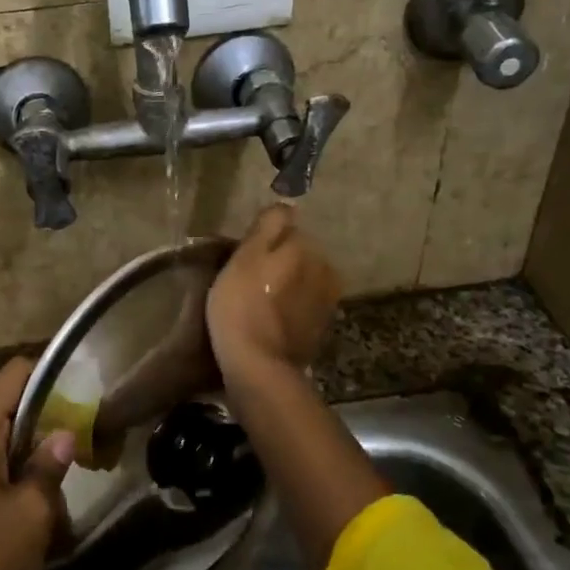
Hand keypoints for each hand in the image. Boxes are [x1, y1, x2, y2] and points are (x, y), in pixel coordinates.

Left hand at [0, 357, 73, 569]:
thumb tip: (64, 433)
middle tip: (90, 432)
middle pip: (12, 404)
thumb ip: (50, 464)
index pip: (14, 374)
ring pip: (8, 438)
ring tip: (75, 472)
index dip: (51, 372)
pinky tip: (48, 504)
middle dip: (51, 416)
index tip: (86, 389)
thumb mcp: (31, 512)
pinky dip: (24, 475)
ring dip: (39, 452)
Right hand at [207, 204, 342, 378]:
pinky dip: (290, 307)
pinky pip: (303, 305)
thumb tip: (287, 204)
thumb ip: (268, 226)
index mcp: (306, 248)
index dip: (262, 240)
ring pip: (302, 279)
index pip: (285, 227)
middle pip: (297, 253)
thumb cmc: (242, 306)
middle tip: (248, 279)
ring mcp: (326, 301)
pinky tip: (271, 320)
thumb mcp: (246, 257)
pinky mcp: (321, 328)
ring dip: (286, 284)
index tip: (244, 255)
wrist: (259, 366)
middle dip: (279, 260)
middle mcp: (325, 269)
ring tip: (259, 301)